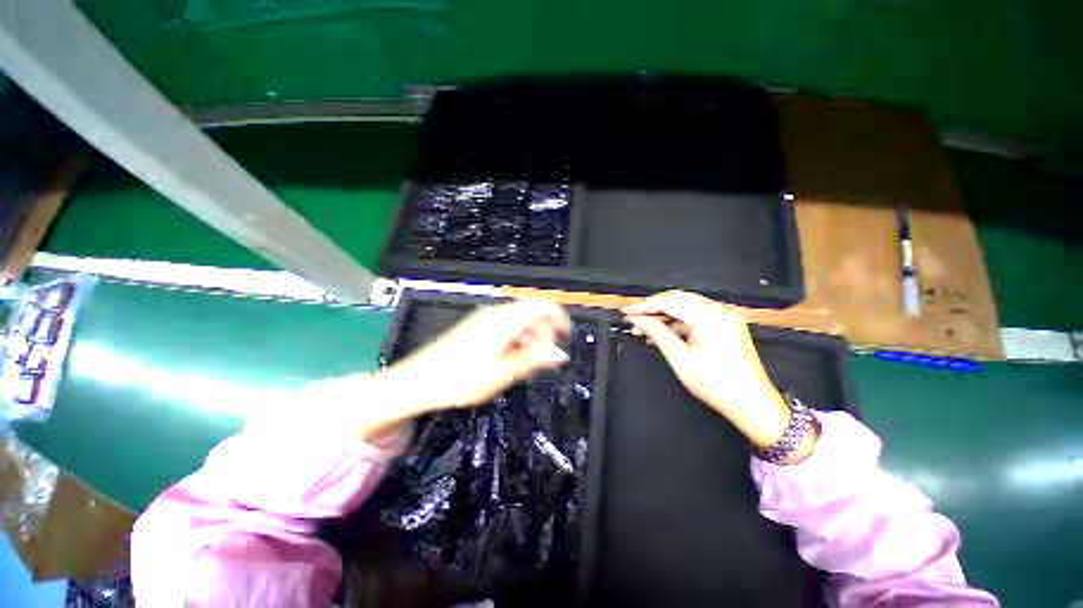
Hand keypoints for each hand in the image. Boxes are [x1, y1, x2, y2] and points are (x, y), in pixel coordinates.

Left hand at [384, 299, 571, 413]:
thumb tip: (560, 354)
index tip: (567, 337)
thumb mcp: (502, 373)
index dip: (559, 318)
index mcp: (504, 320)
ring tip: (528, 364)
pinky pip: (504, 327)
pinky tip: (510, 359)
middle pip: (530, 314)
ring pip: (517, 321)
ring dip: (529, 339)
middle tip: (545, 360)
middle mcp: (495, 313)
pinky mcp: (475, 327)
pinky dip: (514, 340)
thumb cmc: (459, 380)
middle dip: (543, 333)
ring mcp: (483, 319)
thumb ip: (534, 360)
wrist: (416, 382)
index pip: (541, 305)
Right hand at [623, 290, 797, 449]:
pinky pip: (695, 316)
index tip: (625, 311)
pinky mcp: (725, 325)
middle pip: (677, 299)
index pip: (669, 302)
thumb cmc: (716, 383)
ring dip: (664, 315)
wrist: (753, 404)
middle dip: (653, 308)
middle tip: (633, 318)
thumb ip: (657, 333)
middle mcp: (718, 309)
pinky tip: (661, 332)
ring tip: (643, 327)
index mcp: (709, 315)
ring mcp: (723, 316)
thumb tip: (638, 320)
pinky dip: (677, 322)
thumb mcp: (681, 358)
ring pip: (685, 307)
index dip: (644, 306)